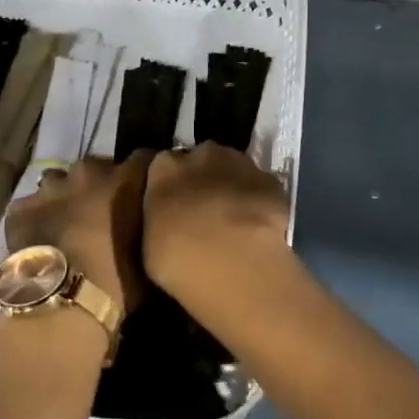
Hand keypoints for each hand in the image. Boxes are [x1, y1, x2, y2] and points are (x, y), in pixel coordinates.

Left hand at [3, 152, 153, 314]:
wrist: (64, 306)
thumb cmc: (118, 284)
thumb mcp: (149, 252)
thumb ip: (149, 221)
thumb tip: (146, 217)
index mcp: (126, 180)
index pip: (143, 158)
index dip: (142, 174)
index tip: (142, 189)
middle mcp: (88, 173)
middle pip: (96, 168)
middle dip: (99, 184)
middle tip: (100, 213)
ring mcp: (51, 188)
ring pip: (58, 182)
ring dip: (64, 198)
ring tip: (66, 225)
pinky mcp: (21, 208)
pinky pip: (29, 206)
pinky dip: (34, 218)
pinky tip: (38, 240)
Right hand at [143, 142, 291, 306]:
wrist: (236, 263)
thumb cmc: (179, 259)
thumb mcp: (148, 243)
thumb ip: (158, 218)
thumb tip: (166, 217)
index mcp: (164, 168)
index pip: (161, 165)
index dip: (167, 185)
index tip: (170, 205)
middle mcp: (201, 155)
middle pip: (199, 160)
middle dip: (200, 179)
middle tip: (202, 213)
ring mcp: (240, 164)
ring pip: (232, 168)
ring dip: (230, 186)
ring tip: (232, 220)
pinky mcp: (271, 180)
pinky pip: (258, 186)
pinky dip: (257, 200)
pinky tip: (257, 226)